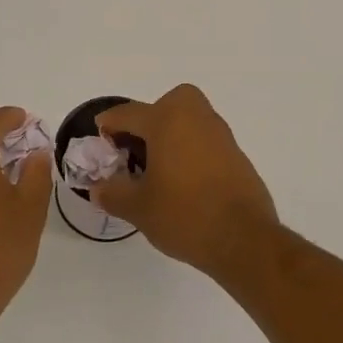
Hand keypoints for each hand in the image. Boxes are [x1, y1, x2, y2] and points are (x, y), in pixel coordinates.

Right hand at [93, 85, 278, 278]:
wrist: (244, 240)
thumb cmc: (184, 215)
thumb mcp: (138, 208)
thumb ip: (112, 193)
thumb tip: (98, 188)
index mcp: (167, 121)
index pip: (129, 113)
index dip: (109, 124)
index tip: (100, 138)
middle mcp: (196, 119)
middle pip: (170, 103)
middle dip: (151, 118)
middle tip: (138, 147)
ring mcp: (221, 137)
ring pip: (191, 120)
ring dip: (172, 134)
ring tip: (157, 168)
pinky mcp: (237, 157)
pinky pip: (206, 141)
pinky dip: (191, 151)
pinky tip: (183, 182)